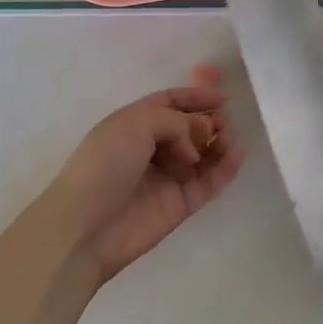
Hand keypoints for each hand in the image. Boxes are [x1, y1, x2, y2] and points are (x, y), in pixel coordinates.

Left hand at [42, 86, 246, 282]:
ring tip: (230, 140)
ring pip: (202, 155)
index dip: (195, 97)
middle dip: (209, 121)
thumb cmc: (105, 164)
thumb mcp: (136, 124)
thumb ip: (175, 122)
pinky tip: (237, 155)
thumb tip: (195, 143)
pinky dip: (225, 169)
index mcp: (133, 123)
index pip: (169, 103)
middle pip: (189, 128)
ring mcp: (166, 177)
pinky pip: (208, 182)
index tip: (223, 97)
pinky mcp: (179, 204)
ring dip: (220, 143)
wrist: (85, 226)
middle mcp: (151, 148)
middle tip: (222, 124)